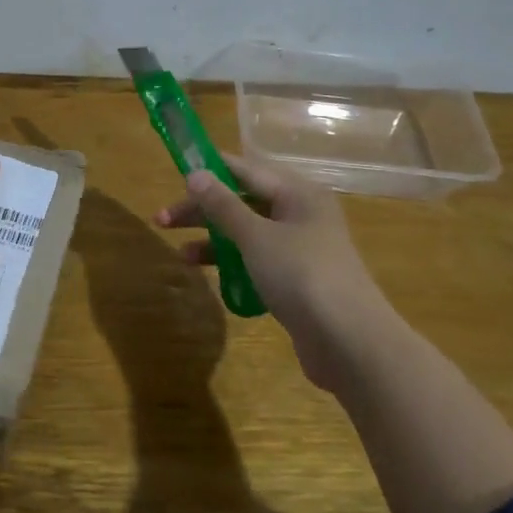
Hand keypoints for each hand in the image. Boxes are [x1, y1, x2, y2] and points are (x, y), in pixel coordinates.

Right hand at [157, 154, 398, 386]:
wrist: (350, 342)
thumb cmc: (301, 275)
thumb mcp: (256, 236)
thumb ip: (223, 205)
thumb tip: (195, 174)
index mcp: (298, 194)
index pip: (246, 170)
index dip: (210, 170)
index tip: (175, 173)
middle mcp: (302, 215)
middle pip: (243, 202)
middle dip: (203, 210)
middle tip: (162, 220)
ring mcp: (302, 249)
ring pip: (248, 233)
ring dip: (214, 240)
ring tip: (182, 256)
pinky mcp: (298, 280)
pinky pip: (257, 260)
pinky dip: (233, 263)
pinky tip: (211, 276)